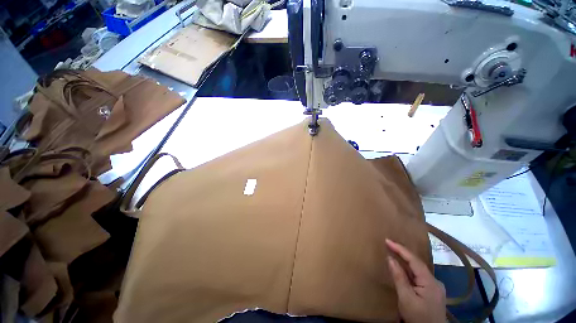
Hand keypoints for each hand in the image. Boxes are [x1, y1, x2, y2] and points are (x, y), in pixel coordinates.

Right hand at [386, 239, 445, 322]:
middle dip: (403, 253)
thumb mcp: (406, 298)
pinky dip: (409, 270)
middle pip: (417, 263)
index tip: (387, 240)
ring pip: (418, 270)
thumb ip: (399, 277)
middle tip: (389, 244)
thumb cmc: (418, 317)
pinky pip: (419, 276)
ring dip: (406, 261)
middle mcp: (435, 281)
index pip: (414, 260)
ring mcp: (435, 287)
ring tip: (394, 252)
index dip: (400, 249)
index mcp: (430, 282)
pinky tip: (403, 269)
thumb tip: (390, 258)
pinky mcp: (433, 292)